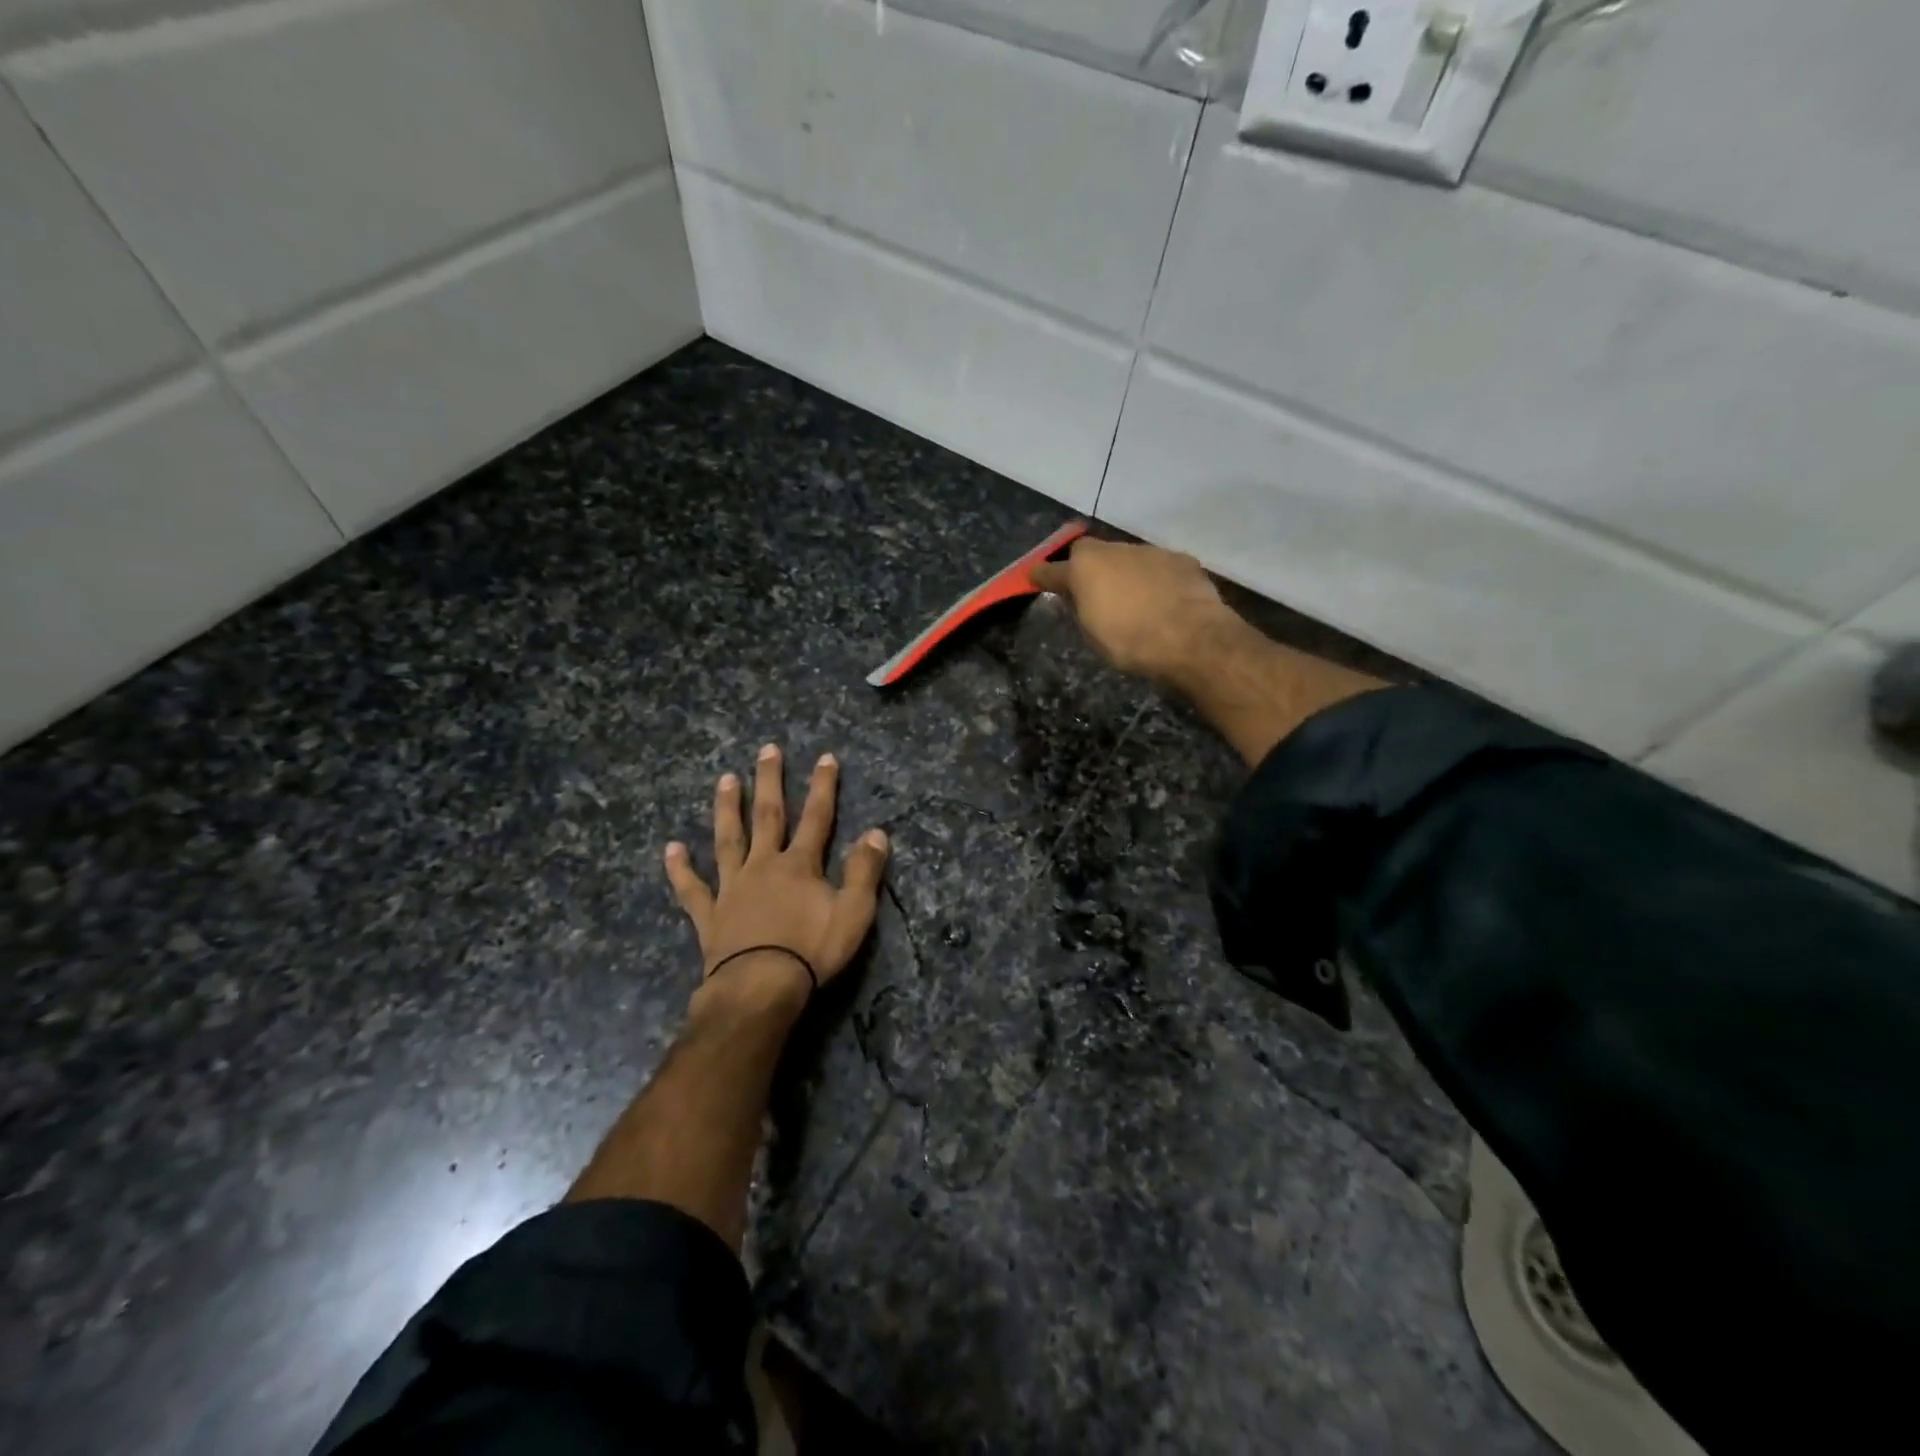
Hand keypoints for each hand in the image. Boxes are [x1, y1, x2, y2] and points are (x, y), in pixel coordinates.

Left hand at [664, 745, 889, 1003]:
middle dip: (770, 781)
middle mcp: (764, 865)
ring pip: (728, 840)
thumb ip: (864, 870)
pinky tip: (671, 848)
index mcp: (800, 865)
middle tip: (767, 750)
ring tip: (725, 780)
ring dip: (727, 808)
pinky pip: (692, 888)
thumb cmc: (812, 951)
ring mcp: (732, 887)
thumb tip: (876, 832)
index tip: (825, 758)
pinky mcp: (710, 914)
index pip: (817, 817)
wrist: (760, 988)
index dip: (823, 787)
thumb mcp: (854, 912)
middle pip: (768, 816)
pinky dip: (681, 869)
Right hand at [1030, 537, 1233, 684]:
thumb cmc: (1130, 642)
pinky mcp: (1180, 559)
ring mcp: (1149, 551)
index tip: (1036, 578)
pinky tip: (1163, 601)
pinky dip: (1155, 580)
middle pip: (1092, 554)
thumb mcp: (1092, 633)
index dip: (1043, 575)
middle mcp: (1114, 549)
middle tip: (1092, 591)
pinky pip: (1158, 567)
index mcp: (1085, 567)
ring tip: (1133, 601)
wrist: (1191, 638)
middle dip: (1089, 569)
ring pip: (1127, 558)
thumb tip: (1076, 596)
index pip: (1052, 569)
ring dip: (1125, 574)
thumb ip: (1080, 608)